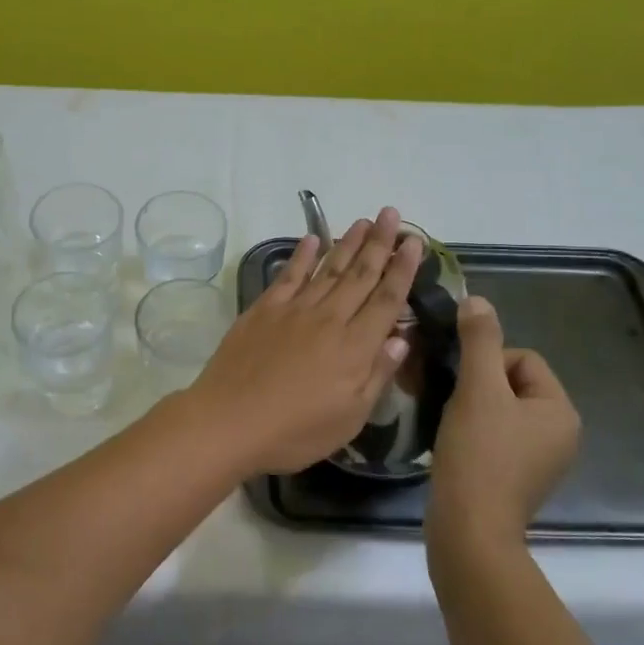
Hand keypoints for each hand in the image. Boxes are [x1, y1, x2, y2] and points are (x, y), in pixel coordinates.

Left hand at [182, 207, 423, 474]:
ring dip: (347, 243)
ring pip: (328, 268)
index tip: (414, 241)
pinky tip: (311, 240)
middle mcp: (328, 318)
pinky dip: (301, 255)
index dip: (403, 269)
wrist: (229, 421)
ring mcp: (293, 310)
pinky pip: (288, 275)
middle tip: (391, 213)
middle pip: (360, 274)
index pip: (387, 299)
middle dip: (380, 243)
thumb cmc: (295, 431)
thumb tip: (401, 337)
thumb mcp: (349, 417)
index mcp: (354, 346)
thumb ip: (378, 374)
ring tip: (363, 221)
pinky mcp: (263, 310)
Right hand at [426, 296, 580, 548]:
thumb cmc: (479, 454)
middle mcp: (560, 434)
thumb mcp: (477, 389)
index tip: (465, 387)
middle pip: (511, 383)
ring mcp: (540, 460)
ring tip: (451, 425)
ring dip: (472, 409)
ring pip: (500, 410)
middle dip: (478, 386)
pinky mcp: (517, 479)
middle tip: (454, 405)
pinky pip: (496, 437)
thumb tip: (477, 299)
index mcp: (561, 410)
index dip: (487, 363)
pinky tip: (455, 446)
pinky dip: (474, 434)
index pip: (523, 359)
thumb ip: (479, 341)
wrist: (468, 530)